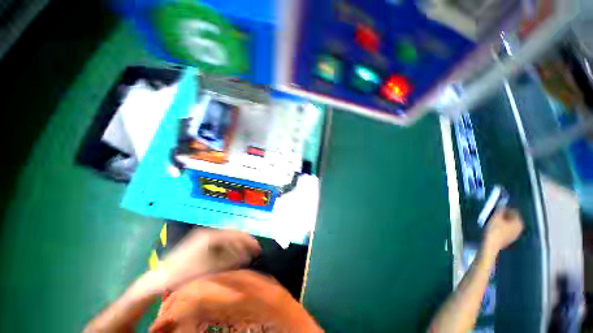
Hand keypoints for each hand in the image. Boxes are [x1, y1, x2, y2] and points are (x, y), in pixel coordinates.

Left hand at [158, 228, 260, 290]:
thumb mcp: (211, 267)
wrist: (162, 276)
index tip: (258, 247)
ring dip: (237, 245)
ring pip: (227, 238)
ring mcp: (205, 237)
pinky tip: (232, 255)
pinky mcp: (201, 242)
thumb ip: (231, 260)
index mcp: (212, 235)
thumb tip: (247, 256)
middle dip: (244, 241)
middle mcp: (210, 232)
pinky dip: (229, 248)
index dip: (248, 240)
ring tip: (245, 254)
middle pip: (233, 234)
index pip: (236, 234)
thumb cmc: (187, 272)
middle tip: (253, 250)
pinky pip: (221, 243)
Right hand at [483, 208, 523, 254]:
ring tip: (493, 221)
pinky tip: (495, 229)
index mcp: (519, 222)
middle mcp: (520, 228)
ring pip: (509, 224)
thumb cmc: (494, 230)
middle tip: (494, 215)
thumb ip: (500, 209)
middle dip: (504, 215)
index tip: (496, 209)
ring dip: (502, 221)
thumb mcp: (496, 217)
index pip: (514, 211)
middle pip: (512, 218)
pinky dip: (502, 227)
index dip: (505, 208)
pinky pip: (507, 229)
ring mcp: (515, 234)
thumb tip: (502, 204)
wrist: (491, 245)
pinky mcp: (510, 239)